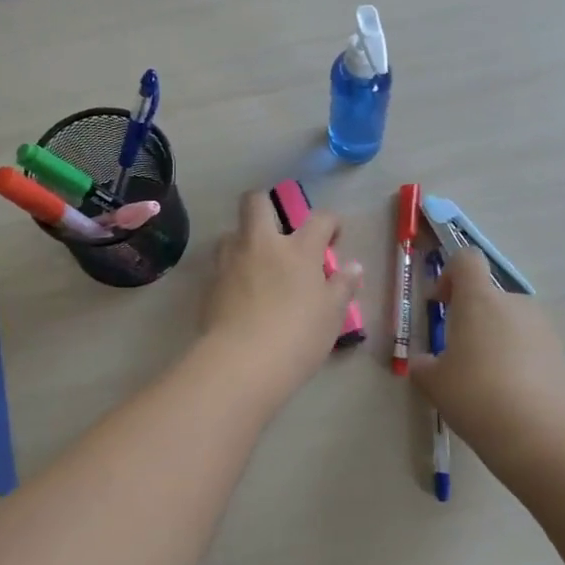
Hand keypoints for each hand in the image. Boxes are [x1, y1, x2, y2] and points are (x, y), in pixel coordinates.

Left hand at [202, 192, 363, 383]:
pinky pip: (220, 266)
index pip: (320, 219)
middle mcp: (261, 244)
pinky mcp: (210, 284)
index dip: (330, 223)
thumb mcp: (331, 315)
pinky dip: (231, 272)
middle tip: (279, 230)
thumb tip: (354, 267)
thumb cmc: (297, 337)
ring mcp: (230, 261)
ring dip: (244, 241)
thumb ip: (342, 287)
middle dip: (266, 205)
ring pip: (231, 233)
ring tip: (256, 265)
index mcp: (298, 249)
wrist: (242, 362)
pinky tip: (240, 294)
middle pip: (256, 202)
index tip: (332, 238)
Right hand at [409, 249, 564, 478]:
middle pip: (489, 296)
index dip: (450, 274)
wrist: (542, 436)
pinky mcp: (562, 356)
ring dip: (495, 340)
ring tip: (484, 382)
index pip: (467, 260)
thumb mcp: (433, 383)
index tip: (440, 303)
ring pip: (511, 323)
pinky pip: (531, 348)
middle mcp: (514, 304)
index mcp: (479, 299)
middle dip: (472, 318)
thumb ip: (424, 365)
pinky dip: (517, 362)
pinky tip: (509, 398)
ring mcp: (544, 329)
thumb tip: (425, 363)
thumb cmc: (476, 396)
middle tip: (457, 355)